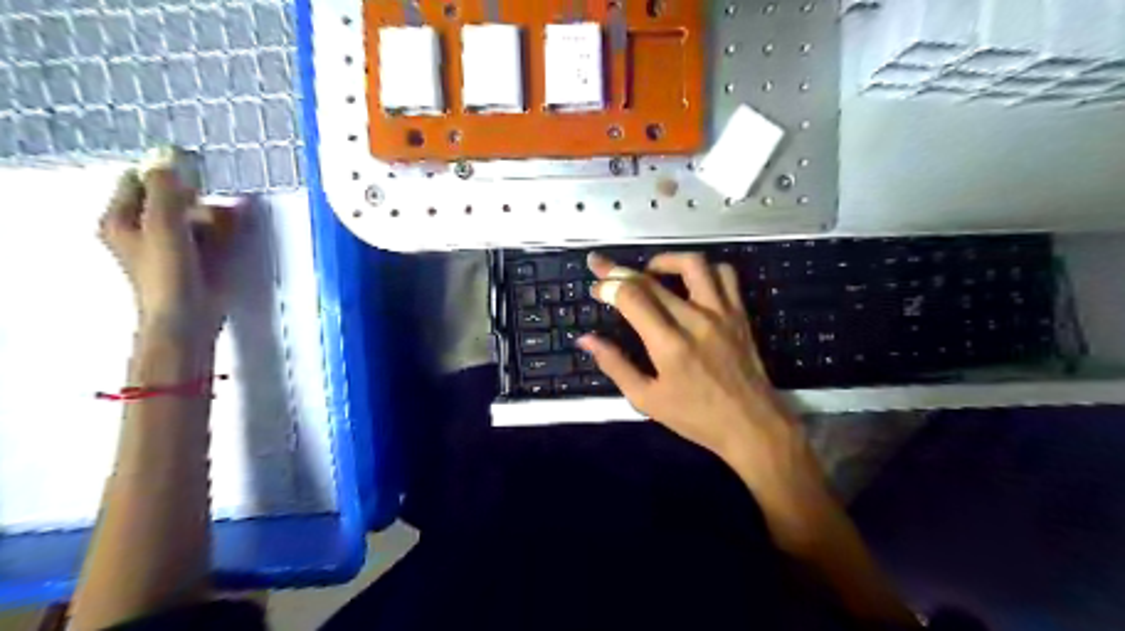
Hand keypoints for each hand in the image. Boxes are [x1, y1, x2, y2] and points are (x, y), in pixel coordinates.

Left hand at [99, 169, 233, 340]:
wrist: (188, 317)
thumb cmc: (167, 273)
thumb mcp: (164, 225)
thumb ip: (166, 189)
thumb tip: (168, 152)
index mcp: (122, 220)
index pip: (141, 181)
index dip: (166, 174)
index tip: (196, 172)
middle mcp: (145, 230)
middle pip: (173, 200)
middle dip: (199, 198)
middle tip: (218, 201)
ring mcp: (174, 247)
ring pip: (197, 218)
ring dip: (217, 214)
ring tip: (236, 217)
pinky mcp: (199, 260)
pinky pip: (212, 235)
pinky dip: (225, 230)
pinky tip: (241, 227)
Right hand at [580, 254, 807, 489]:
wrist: (751, 425)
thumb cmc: (696, 417)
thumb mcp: (646, 400)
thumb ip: (615, 365)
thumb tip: (586, 340)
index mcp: (669, 344)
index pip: (632, 298)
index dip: (608, 286)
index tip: (596, 288)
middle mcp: (695, 320)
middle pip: (652, 280)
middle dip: (620, 270)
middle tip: (603, 267)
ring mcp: (721, 313)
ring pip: (693, 265)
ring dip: (665, 260)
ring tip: (649, 271)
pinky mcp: (739, 313)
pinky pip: (725, 274)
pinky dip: (705, 268)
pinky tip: (690, 280)